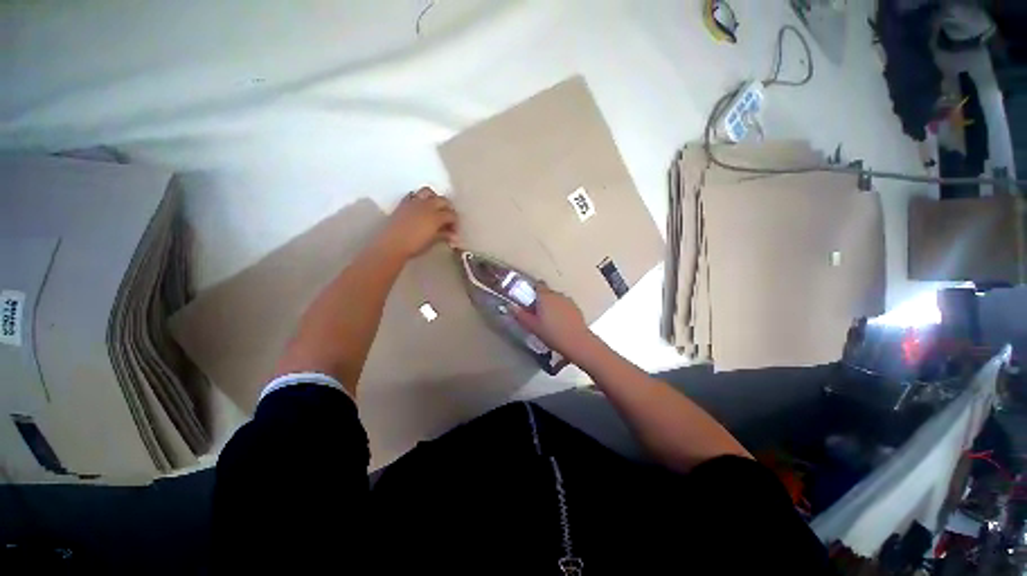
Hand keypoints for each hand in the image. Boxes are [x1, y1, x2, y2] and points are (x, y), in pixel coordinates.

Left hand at [376, 187, 458, 259]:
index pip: (451, 215)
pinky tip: (420, 208)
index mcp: (436, 216)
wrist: (391, 245)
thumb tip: (453, 235)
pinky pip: (414, 194)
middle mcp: (427, 206)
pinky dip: (420, 198)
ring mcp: (414, 202)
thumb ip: (443, 235)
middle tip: (448, 219)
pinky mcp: (404, 203)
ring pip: (429, 192)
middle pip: (443, 200)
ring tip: (435, 209)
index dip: (455, 222)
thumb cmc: (414, 246)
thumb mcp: (432, 241)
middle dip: (448, 208)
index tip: (454, 230)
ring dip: (435, 198)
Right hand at [512, 286, 601, 363]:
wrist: (577, 342)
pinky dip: (561, 311)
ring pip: (556, 299)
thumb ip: (521, 315)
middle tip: (537, 314)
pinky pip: (565, 305)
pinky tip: (560, 323)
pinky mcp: (576, 308)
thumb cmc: (552, 333)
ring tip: (549, 320)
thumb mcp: (532, 326)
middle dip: (542, 300)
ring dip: (552, 305)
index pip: (538, 285)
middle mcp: (557, 294)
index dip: (533, 290)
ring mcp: (568, 300)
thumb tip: (511, 307)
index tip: (529, 299)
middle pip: (547, 293)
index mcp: (545, 296)